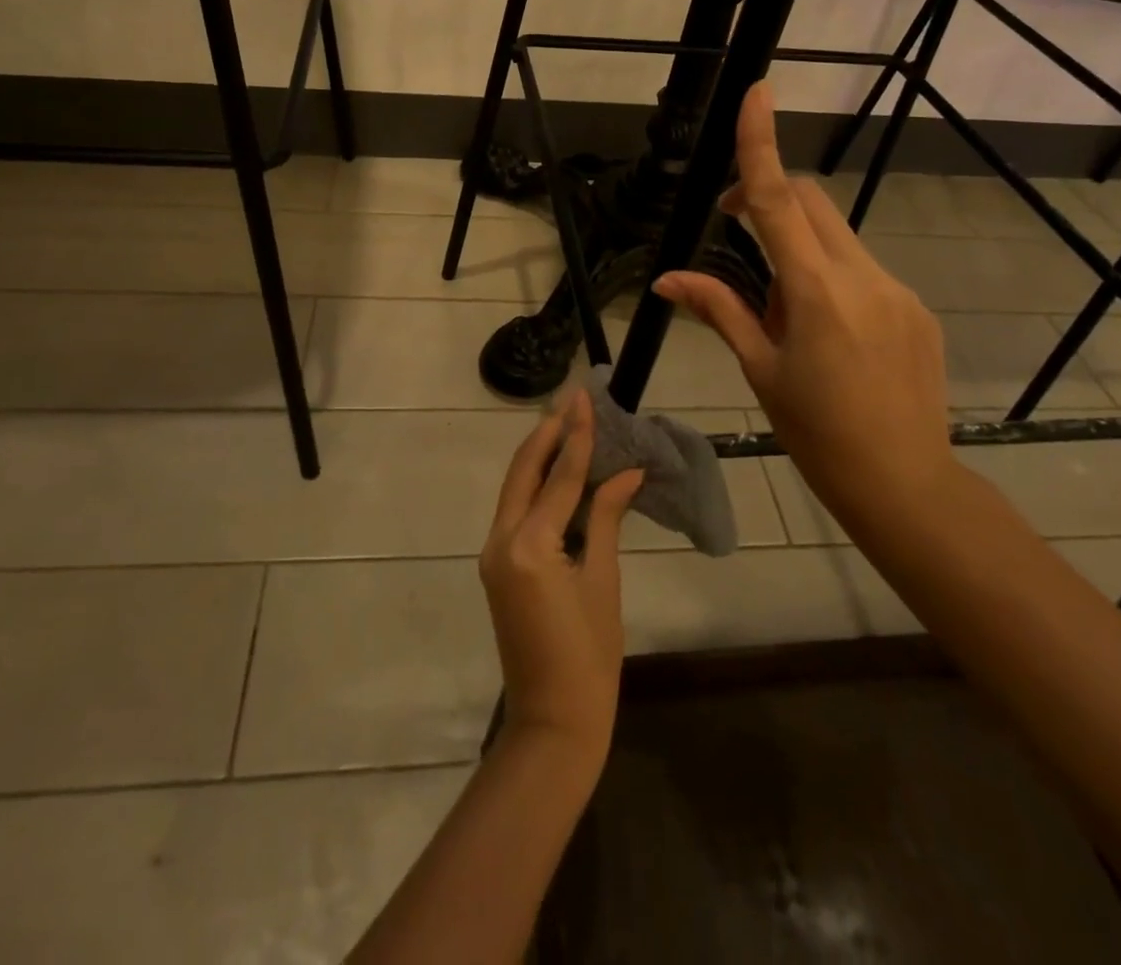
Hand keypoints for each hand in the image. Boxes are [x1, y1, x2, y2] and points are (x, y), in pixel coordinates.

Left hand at [480, 389, 642, 769]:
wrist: (552, 721)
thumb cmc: (590, 657)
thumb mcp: (603, 581)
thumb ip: (606, 519)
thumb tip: (627, 473)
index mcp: (529, 545)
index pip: (559, 477)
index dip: (577, 435)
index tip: (585, 398)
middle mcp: (501, 541)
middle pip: (523, 472)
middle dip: (548, 434)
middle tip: (571, 400)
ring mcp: (493, 553)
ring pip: (515, 488)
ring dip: (540, 455)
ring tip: (566, 423)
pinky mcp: (497, 565)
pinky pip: (515, 511)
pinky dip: (536, 485)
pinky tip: (558, 471)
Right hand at [653, 81, 952, 523]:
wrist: (904, 482)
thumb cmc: (816, 432)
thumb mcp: (760, 370)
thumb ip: (719, 310)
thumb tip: (666, 279)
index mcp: (814, 292)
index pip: (777, 200)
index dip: (762, 143)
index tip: (757, 92)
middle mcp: (861, 276)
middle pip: (809, 203)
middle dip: (768, 196)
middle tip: (732, 227)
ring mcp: (895, 289)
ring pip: (836, 235)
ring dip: (799, 246)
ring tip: (786, 311)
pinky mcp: (914, 306)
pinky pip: (862, 268)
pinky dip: (831, 274)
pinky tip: (828, 331)